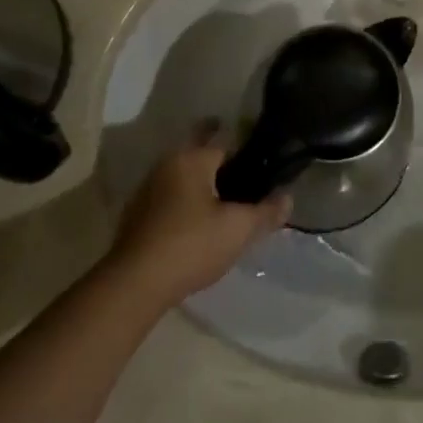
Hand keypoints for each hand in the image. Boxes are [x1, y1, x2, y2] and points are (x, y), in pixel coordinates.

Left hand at [108, 136, 289, 307]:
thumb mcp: (239, 230)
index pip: (223, 138)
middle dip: (218, 156)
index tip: (259, 152)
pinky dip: (184, 200)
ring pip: (181, 174)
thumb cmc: (192, 245)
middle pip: (198, 151)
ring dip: (199, 179)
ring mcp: (147, 189)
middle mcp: (167, 164)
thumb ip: (266, 211)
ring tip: (222, 194)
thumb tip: (288, 198)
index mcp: (192, 158)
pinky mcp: (136, 215)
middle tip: (242, 168)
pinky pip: (168, 196)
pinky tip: (196, 219)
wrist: (134, 285)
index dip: (244, 144)